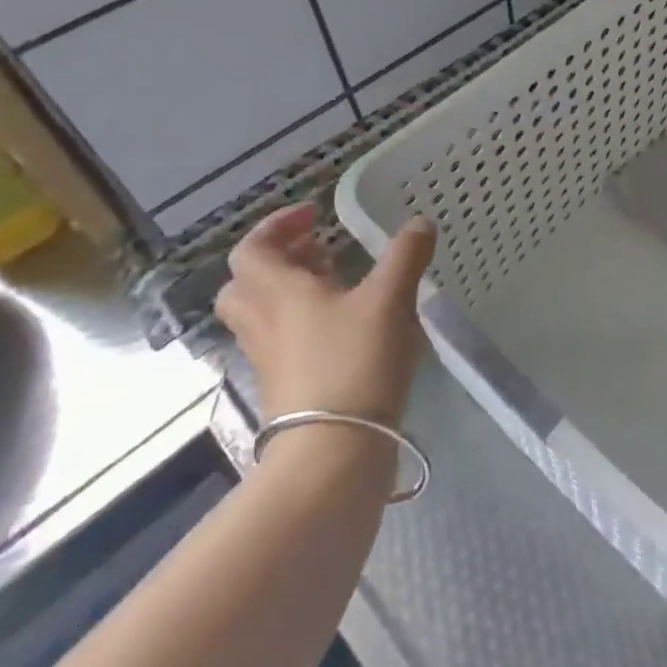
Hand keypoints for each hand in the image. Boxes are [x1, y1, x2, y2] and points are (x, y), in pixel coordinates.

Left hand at [215, 204, 434, 426]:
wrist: (333, 451)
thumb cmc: (356, 361)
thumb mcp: (390, 299)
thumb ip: (405, 255)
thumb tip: (419, 222)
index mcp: (278, 292)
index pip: (253, 249)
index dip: (276, 226)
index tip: (313, 216)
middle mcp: (264, 322)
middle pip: (246, 283)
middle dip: (278, 261)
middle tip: (317, 252)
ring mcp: (270, 359)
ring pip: (263, 314)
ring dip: (291, 292)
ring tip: (337, 286)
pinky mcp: (286, 388)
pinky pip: (283, 342)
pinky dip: (304, 325)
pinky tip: (346, 329)